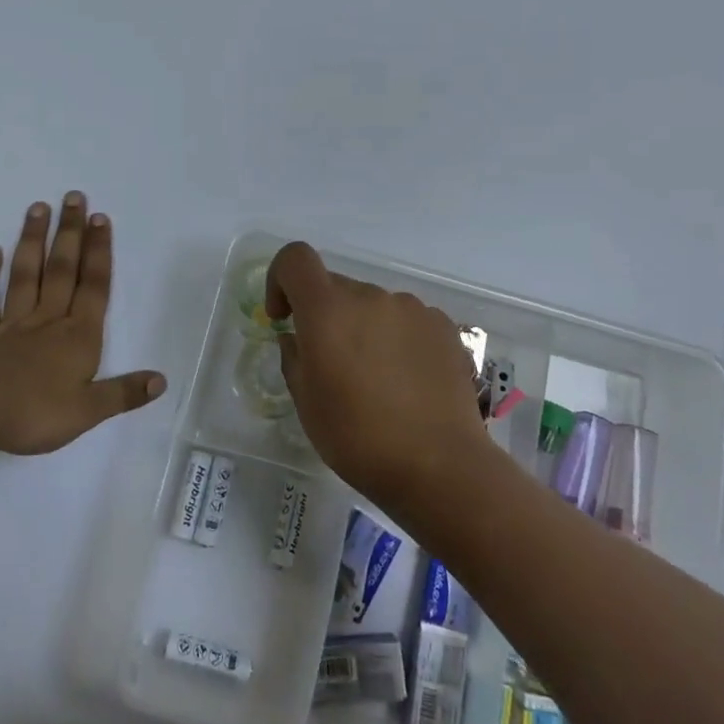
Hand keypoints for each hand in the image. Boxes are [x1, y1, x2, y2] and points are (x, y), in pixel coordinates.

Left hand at [0, 193, 164, 455]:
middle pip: (62, 269)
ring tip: (38, 207)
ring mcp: (11, 324)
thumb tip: (161, 381)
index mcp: (77, 336)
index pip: (93, 287)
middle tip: (73, 196)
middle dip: (70, 233)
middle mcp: (47, 320)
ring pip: (25, 275)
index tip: (100, 218)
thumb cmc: (35, 413)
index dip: (99, 252)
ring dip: (33, 240)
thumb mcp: (89, 411)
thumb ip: (124, 393)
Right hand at [265, 241, 490, 511]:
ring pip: (372, 305)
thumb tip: (297, 338)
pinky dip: (397, 339)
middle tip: (331, 366)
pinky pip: (406, 320)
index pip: (295, 258)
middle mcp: (369, 296)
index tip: (284, 317)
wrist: (440, 465)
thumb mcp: (306, 403)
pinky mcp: (443, 326)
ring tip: (376, 380)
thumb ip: (294, 358)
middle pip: (335, 287)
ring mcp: (411, 308)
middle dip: (324, 316)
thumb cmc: (358, 437)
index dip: (280, 279)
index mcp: (327, 309)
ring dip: (363, 328)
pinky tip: (407, 381)